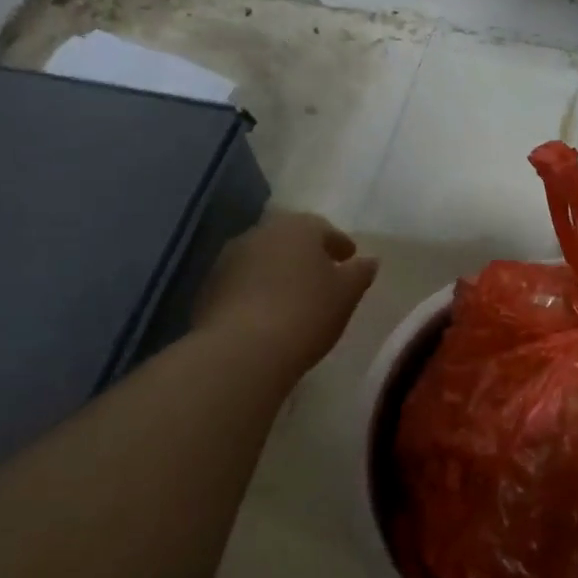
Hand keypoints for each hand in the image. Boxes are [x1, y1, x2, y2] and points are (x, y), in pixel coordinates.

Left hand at [193, 212, 378, 372]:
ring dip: (278, 272)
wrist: (242, 350)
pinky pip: (242, 283)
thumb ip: (360, 272)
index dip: (339, 245)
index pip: (323, 228)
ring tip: (294, 298)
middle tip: (322, 278)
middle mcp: (261, 233)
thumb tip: (369, 261)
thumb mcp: (347, 294)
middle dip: (306, 256)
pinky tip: (266, 314)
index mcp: (298, 227)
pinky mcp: (208, 288)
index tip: (350, 260)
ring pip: (263, 259)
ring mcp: (229, 259)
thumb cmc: (306, 312)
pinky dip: (256, 291)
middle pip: (290, 240)